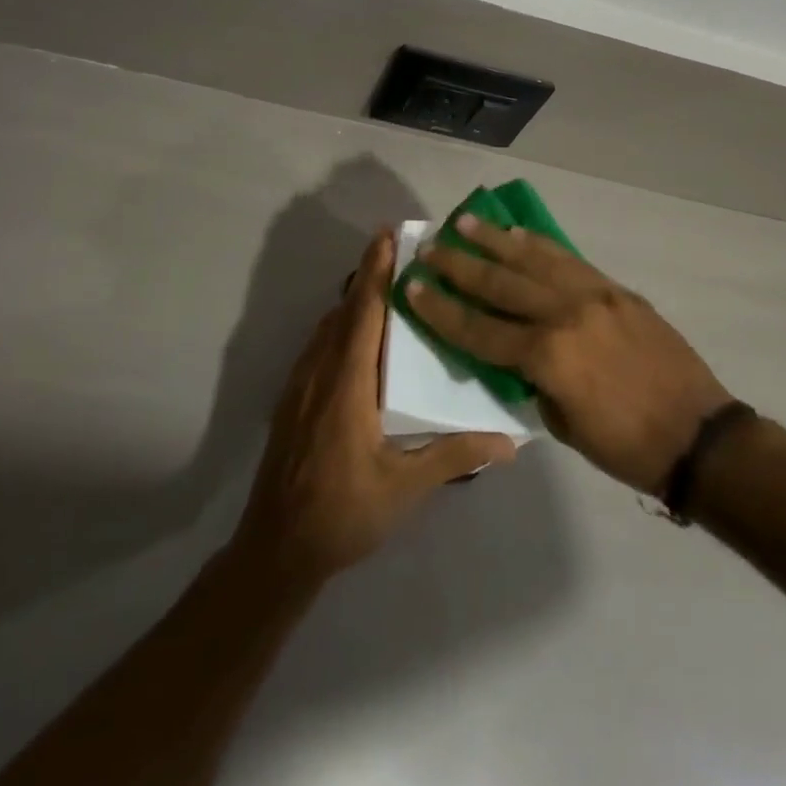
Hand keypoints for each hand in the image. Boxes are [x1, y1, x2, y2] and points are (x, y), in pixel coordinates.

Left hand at [233, 229, 516, 589]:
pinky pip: (318, 346)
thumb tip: (508, 442)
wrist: (276, 549)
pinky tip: (357, 338)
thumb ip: (454, 455)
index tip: (387, 235)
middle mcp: (320, 373)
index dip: (376, 272)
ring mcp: (300, 385)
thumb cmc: (343, 513)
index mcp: (347, 384)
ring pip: (327, 327)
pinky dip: (339, 325)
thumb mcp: (404, 488)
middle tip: (397, 250)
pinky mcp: (292, 401)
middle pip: (344, 311)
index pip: (363, 313)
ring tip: (384, 285)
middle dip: (368, 275)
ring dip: (353, 300)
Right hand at [407, 217, 733, 494]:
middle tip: (429, 246)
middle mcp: (565, 315)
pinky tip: (517, 235)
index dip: (442, 310)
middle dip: (458, 265)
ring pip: (533, 260)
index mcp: (548, 357)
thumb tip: (513, 355)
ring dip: (494, 240)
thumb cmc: (626, 446)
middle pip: (500, 284)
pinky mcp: (616, 290)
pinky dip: (538, 245)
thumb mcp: (564, 425)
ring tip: (463, 222)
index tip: (413, 286)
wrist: (699, 435)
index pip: (479, 329)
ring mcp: (594, 296)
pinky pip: (568, 260)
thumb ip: (532, 382)